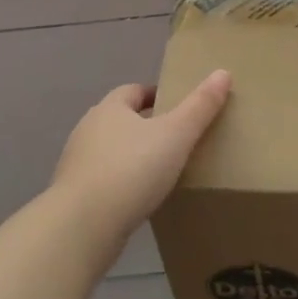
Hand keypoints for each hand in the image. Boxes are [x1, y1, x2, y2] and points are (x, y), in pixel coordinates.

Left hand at [48, 71, 232, 238]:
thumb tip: (223, 73)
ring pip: (110, 151)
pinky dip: (121, 184)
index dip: (156, 96)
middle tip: (177, 140)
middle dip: (145, 126)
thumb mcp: (176, 135)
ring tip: (161, 172)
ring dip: (132, 156)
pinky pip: (104, 181)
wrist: (83, 225)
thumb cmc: (132, 170)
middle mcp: (88, 129)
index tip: (179, 109)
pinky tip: (139, 200)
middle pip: (120, 120)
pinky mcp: (75, 195)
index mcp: (110, 108)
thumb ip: (200, 106)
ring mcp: (77, 164)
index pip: (134, 91)